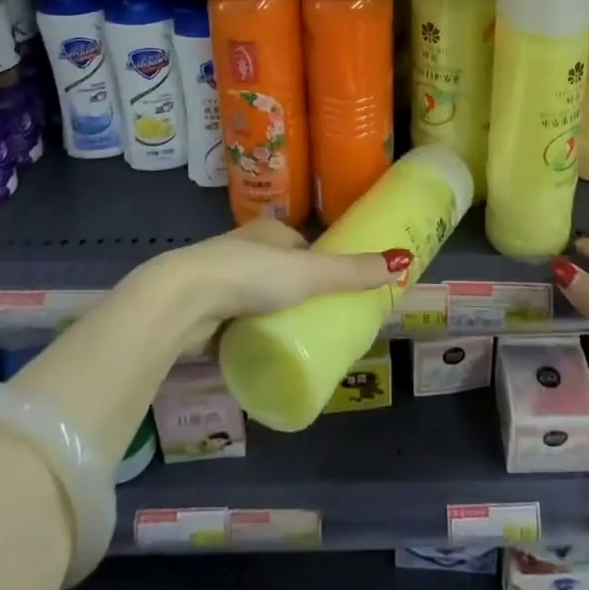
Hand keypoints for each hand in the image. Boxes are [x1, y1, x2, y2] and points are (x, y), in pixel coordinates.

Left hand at [141, 220, 412, 351]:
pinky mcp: (203, 313)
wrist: (185, 300)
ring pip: (255, 301)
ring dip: (271, 319)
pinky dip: (247, 337)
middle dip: (296, 298)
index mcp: (268, 232)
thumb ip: (352, 272)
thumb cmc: (252, 275)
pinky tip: (261, 356)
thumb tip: (403, 260)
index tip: (337, 297)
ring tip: (295, 347)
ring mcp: (220, 282)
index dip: (320, 269)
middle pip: (280, 275)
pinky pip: (234, 326)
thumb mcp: (310, 273)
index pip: (302, 249)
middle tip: (321, 329)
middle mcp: (243, 250)